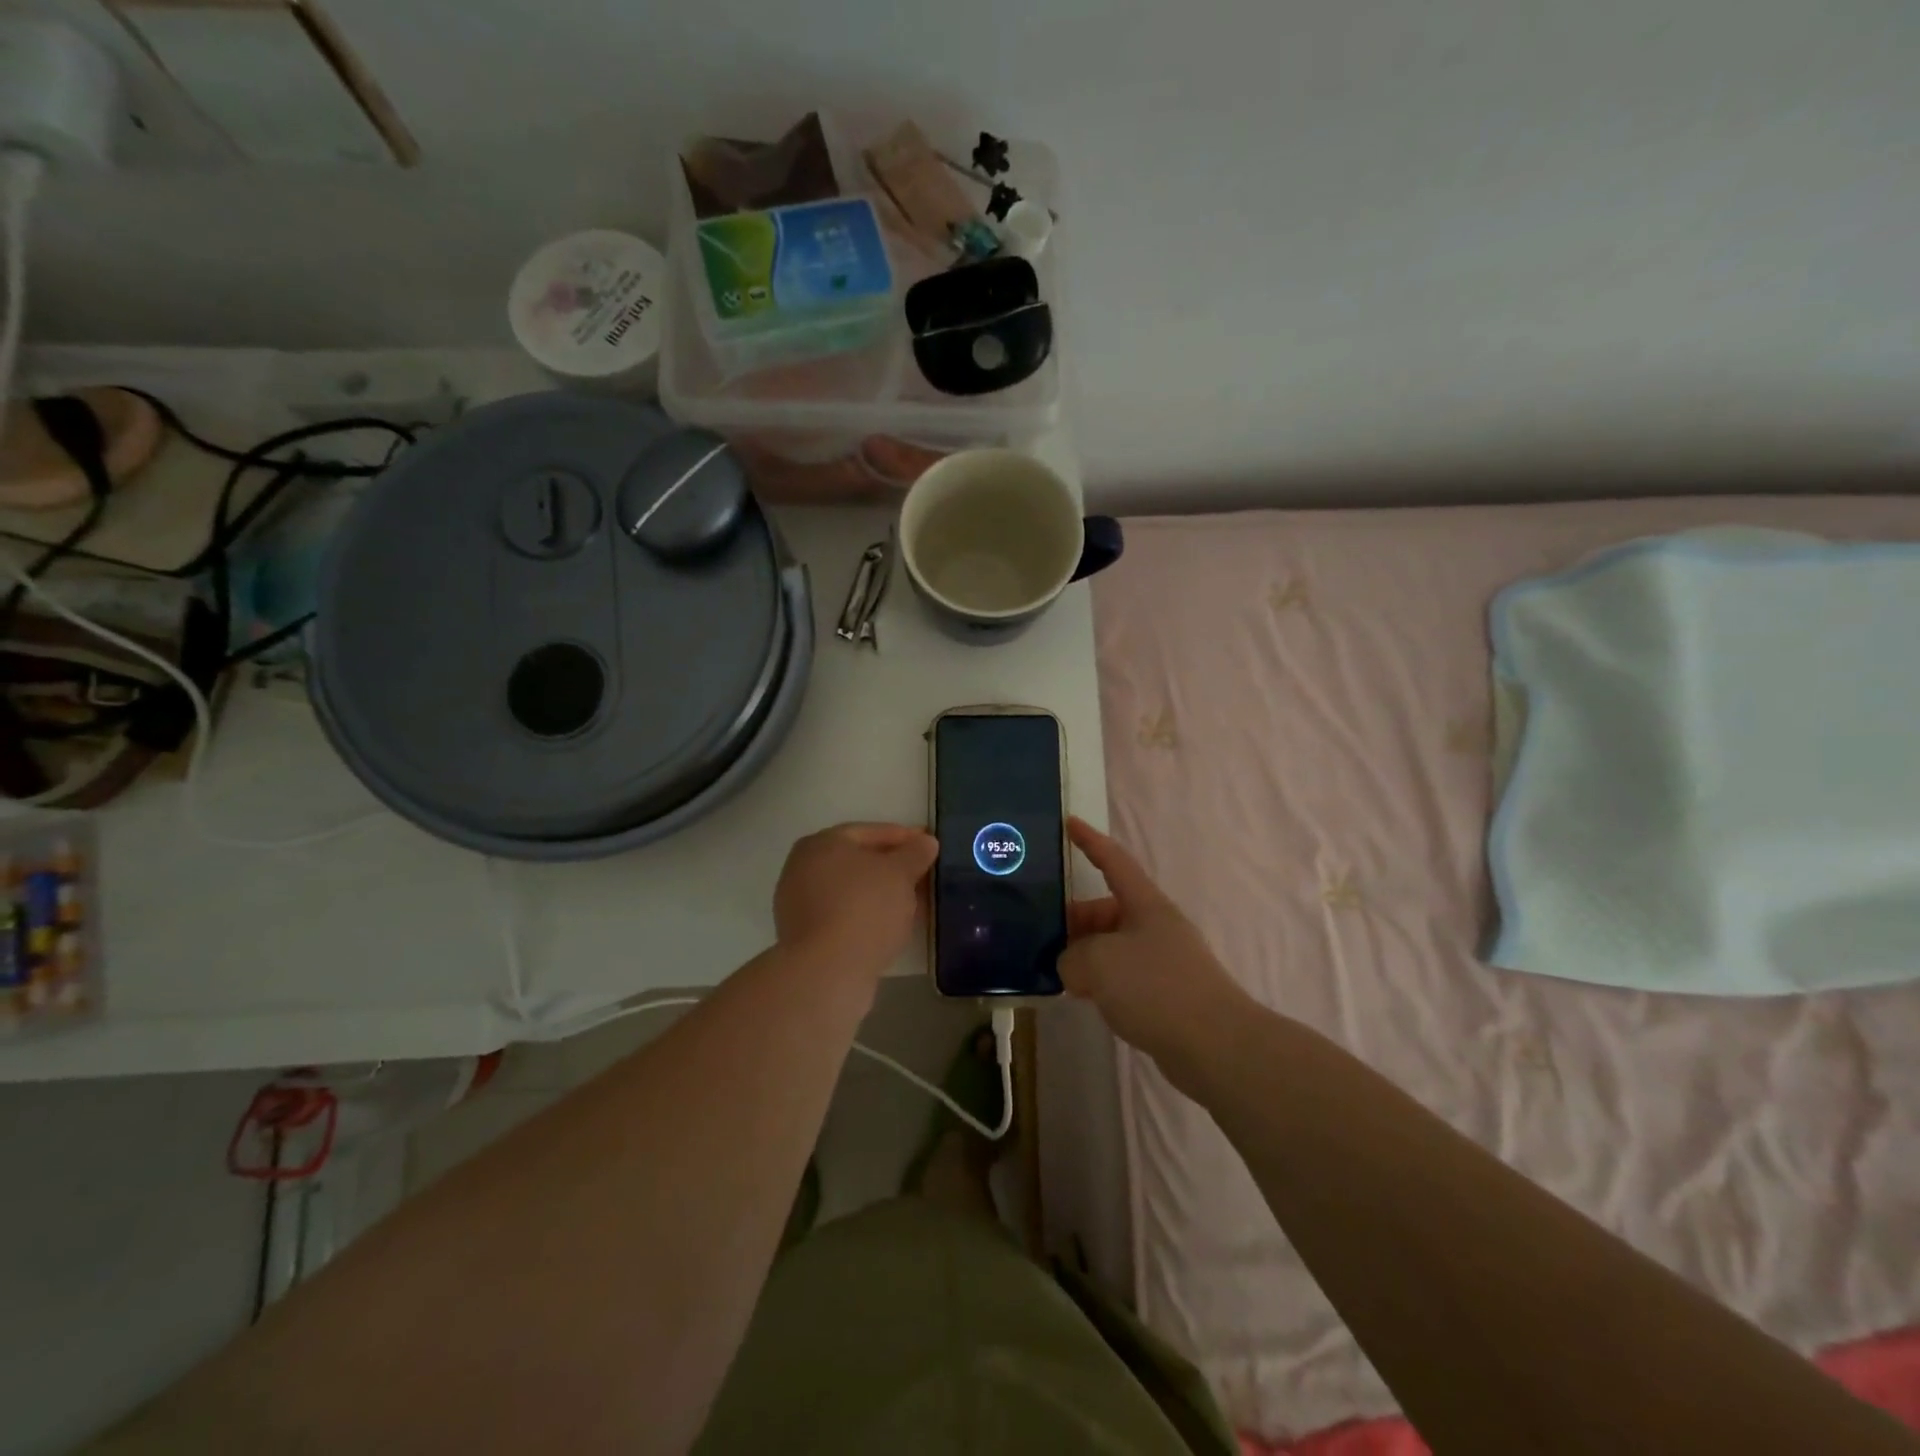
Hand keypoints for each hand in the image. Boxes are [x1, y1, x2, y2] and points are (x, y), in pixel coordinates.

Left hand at [773, 823, 938, 984]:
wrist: (827, 971)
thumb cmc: (864, 908)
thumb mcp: (900, 874)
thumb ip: (915, 853)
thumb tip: (926, 841)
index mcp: (822, 843)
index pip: (869, 832)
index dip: (903, 837)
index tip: (929, 845)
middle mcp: (803, 867)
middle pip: (858, 861)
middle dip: (893, 867)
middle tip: (924, 874)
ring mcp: (800, 904)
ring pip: (852, 890)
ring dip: (882, 893)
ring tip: (915, 902)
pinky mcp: (805, 936)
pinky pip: (844, 915)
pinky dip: (868, 915)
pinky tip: (892, 925)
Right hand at [1061, 817, 1250, 1068]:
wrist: (1216, 1046)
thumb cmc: (1156, 988)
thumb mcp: (1100, 963)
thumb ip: (1073, 958)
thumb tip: (1072, 967)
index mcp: (1145, 905)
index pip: (1114, 861)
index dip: (1090, 841)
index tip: (1068, 823)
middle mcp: (1155, 926)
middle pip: (1106, 910)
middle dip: (1074, 919)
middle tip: (1039, 934)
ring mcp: (1162, 961)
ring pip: (1112, 947)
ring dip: (1084, 955)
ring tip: (1053, 970)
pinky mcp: (1164, 995)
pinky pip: (1122, 977)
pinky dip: (1100, 981)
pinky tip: (1083, 998)